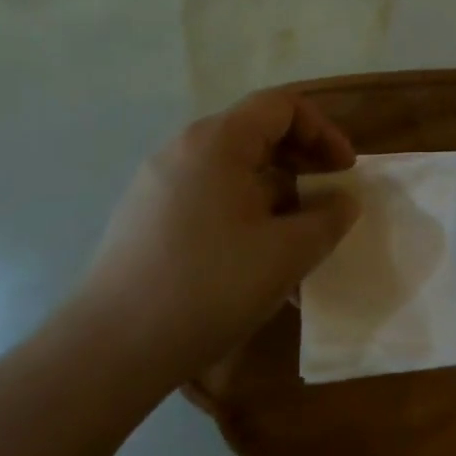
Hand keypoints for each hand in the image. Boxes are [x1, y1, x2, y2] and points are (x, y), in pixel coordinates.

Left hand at [84, 90, 361, 379]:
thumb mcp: (287, 253)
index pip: (282, 105)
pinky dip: (243, 213)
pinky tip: (255, 263)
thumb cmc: (209, 287)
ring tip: (297, 240)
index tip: (345, 172)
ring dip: (275, 194)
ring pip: (232, 171)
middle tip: (328, 200)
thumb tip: (343, 201)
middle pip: (256, 133)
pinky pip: (207, 198)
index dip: (324, 131)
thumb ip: (328, 219)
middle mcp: (183, 149)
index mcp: (217, 141)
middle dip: (302, 163)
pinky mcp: (145, 218)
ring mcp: (158, 184)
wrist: (110, 349)